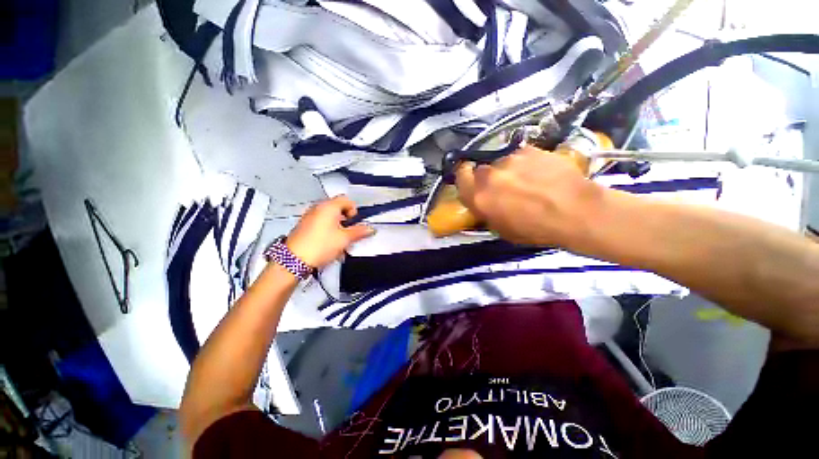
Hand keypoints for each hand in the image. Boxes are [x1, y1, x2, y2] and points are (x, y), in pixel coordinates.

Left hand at [286, 196, 374, 268]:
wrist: (294, 260)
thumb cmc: (319, 246)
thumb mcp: (345, 239)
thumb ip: (360, 232)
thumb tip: (370, 229)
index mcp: (329, 207)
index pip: (346, 200)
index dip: (354, 210)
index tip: (355, 222)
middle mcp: (318, 208)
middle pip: (338, 209)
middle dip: (346, 221)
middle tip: (349, 233)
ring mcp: (309, 217)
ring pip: (329, 218)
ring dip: (338, 227)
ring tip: (339, 241)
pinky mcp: (304, 226)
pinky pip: (321, 224)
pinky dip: (328, 231)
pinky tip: (329, 245)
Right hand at [455, 146, 601, 245]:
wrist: (576, 211)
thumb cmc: (537, 229)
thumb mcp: (503, 230)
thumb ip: (486, 211)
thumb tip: (483, 201)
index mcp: (480, 197)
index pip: (460, 177)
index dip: (464, 177)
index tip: (471, 181)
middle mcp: (490, 175)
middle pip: (480, 169)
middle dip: (487, 177)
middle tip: (502, 186)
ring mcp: (510, 160)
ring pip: (501, 162)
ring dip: (507, 171)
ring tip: (527, 180)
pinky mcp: (529, 149)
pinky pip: (520, 155)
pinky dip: (525, 163)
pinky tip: (540, 173)